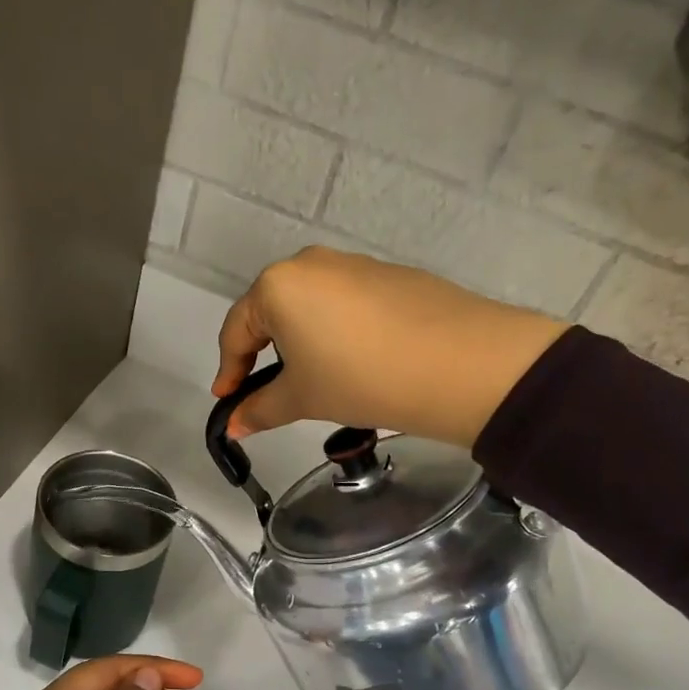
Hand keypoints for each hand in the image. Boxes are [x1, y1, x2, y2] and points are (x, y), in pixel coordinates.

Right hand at [213, 247, 568, 447]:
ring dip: (300, 342)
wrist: (460, 364)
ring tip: (313, 379)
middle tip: (267, 390)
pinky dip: (335, 332)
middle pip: (271, 311)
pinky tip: (354, 362)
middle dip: (263, 353)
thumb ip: (260, 409)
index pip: (237, 330)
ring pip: (309, 306)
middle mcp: (311, 264)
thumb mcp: (302, 398)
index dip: (229, 370)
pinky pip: (345, 304)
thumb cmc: (360, 378)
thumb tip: (233, 425)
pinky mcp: (390, 275)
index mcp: (278, 286)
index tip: (228, 401)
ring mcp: (354, 265)